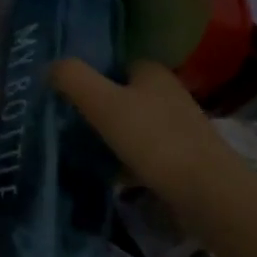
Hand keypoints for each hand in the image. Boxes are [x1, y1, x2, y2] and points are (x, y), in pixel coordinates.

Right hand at [53, 58, 246, 203]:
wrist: (207, 193)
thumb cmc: (154, 139)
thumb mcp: (103, 104)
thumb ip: (74, 79)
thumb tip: (50, 66)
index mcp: (152, 72)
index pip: (116, 64)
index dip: (91, 75)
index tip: (65, 93)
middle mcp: (168, 94)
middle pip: (124, 95)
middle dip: (99, 108)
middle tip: (67, 123)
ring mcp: (179, 128)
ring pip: (135, 126)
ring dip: (112, 137)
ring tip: (81, 151)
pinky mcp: (183, 159)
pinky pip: (146, 154)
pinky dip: (127, 162)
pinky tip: (110, 177)